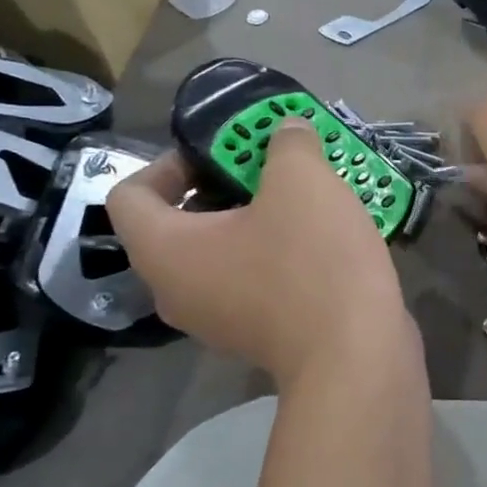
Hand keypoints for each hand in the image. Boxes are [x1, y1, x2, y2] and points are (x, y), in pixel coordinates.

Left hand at [106, 121, 415, 382]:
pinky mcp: (259, 336)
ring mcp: (219, 320)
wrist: (357, 354)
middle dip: (223, 186)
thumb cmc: (313, 261)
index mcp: (166, 251)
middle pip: (179, 224)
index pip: (129, 195)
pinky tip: (320, 239)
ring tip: (303, 200)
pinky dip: (276, 254)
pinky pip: (252, 281)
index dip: (168, 162)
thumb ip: (286, 143)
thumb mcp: (301, 180)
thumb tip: (286, 132)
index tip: (220, 152)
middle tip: (269, 169)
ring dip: (255, 220)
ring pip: (221, 254)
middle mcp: (178, 291)